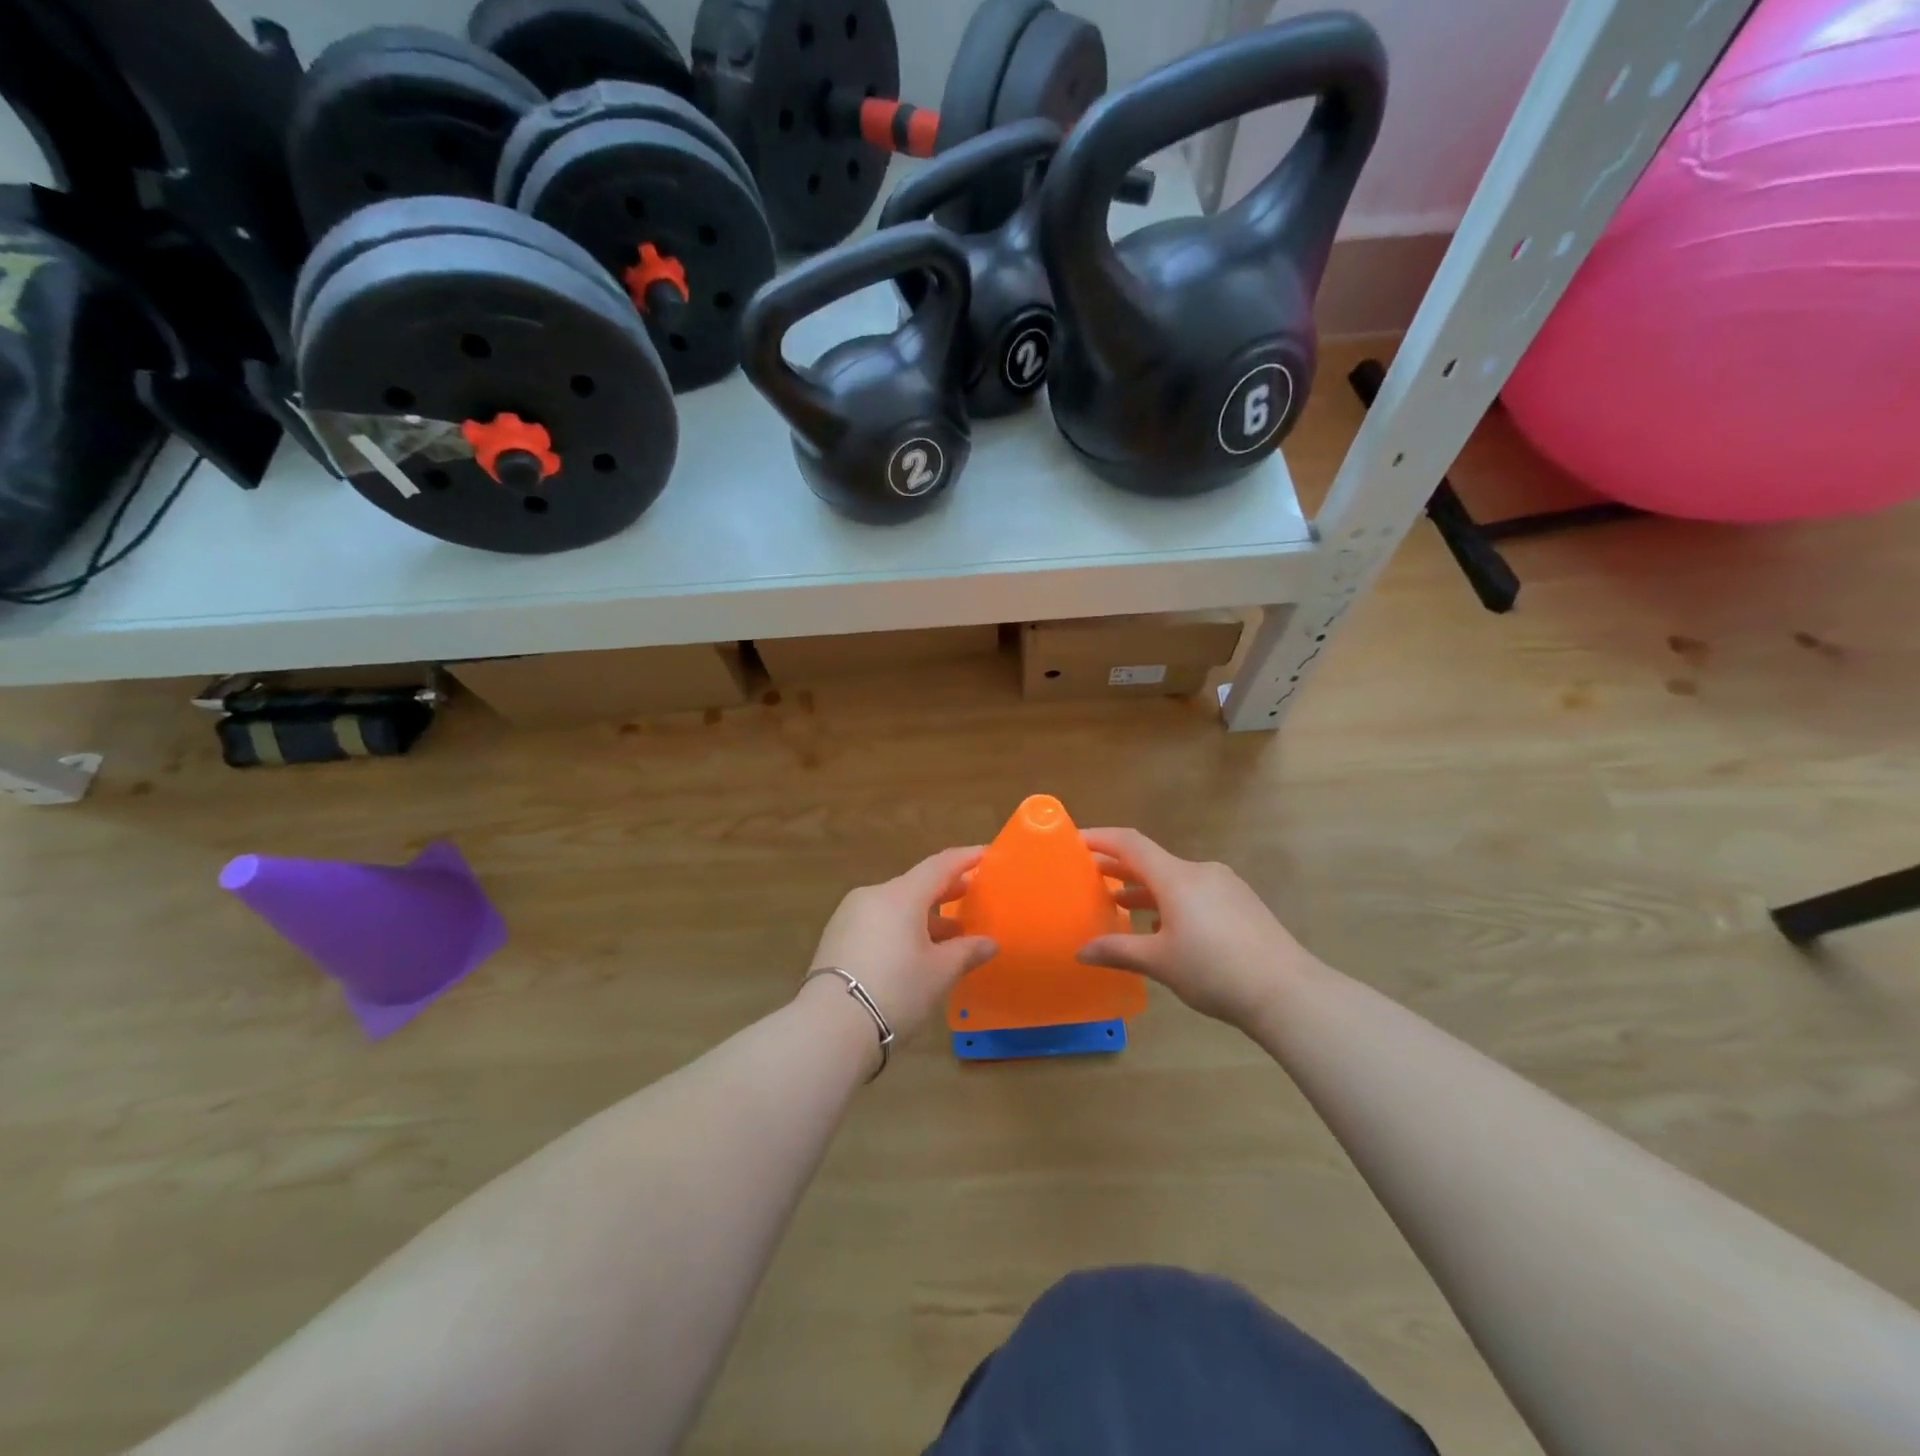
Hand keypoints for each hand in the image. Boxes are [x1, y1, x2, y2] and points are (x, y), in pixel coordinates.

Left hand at [808, 846, 998, 1039]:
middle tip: (973, 896)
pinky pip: (879, 922)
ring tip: (950, 935)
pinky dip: (902, 928)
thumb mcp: (939, 973)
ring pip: (896, 905)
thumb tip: (989, 943)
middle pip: (916, 884)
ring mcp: (850, 916)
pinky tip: (916, 951)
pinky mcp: (837, 938)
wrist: (829, 1027)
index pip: (940, 865)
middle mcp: (873, 896)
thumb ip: (967, 952)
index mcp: (901, 895)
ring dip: (925, 915)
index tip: (987, 854)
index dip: (966, 859)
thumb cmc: (895, 991)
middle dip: (947, 890)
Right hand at [1075, 828, 1312, 1029]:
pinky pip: (1195, 892)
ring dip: (1145, 889)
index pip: (1130, 844)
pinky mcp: (1241, 904)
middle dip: (1119, 868)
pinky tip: (1165, 929)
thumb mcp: (1159, 962)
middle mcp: (1200, 872)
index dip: (1100, 838)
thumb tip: (1081, 951)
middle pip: (1151, 861)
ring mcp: (1225, 886)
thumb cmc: (1215, 971)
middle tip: (1089, 876)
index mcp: (1176, 877)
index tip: (1074, 841)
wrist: (1288, 992)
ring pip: (1174, 879)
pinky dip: (1171, 902)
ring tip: (1120, 905)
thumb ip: (1117, 950)